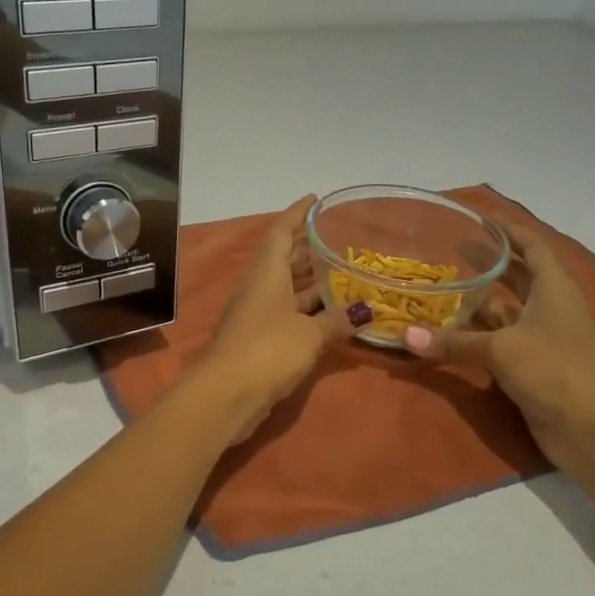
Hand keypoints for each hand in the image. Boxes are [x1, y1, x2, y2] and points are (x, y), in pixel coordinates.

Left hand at [189, 196, 358, 442]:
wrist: (226, 396)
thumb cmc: (267, 350)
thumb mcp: (309, 334)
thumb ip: (338, 320)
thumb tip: (368, 310)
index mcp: (266, 274)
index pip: (280, 232)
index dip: (297, 213)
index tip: (316, 199)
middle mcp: (259, 288)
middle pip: (284, 259)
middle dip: (308, 246)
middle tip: (340, 237)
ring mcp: (257, 315)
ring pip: (288, 288)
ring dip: (312, 280)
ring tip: (344, 271)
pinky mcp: (260, 340)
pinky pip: (288, 314)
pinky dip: (309, 309)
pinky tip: (333, 313)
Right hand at [404, 215, 594, 462]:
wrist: (593, 430)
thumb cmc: (555, 371)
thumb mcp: (501, 350)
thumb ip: (454, 341)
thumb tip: (407, 336)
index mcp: (554, 289)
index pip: (533, 247)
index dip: (510, 231)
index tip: (482, 218)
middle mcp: (550, 308)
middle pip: (519, 277)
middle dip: (490, 263)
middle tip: (453, 251)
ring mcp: (543, 339)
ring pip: (506, 312)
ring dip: (479, 303)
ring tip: (443, 289)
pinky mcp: (534, 367)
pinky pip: (500, 341)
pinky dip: (478, 336)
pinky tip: (451, 334)